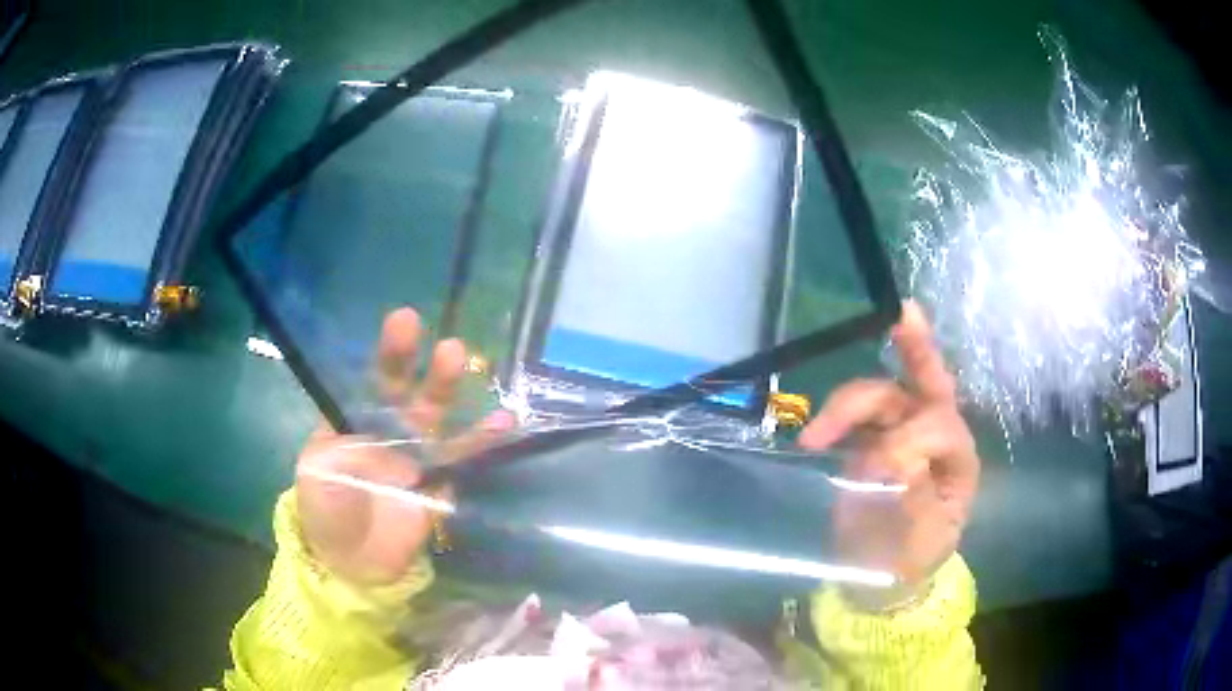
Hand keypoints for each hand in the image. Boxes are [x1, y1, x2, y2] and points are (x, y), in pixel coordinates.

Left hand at [295, 308, 514, 585]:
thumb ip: (341, 447)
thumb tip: (374, 427)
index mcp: (353, 422)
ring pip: (436, 417)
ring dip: (448, 390)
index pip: (370, 380)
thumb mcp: (318, 476)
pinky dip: (482, 441)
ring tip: (463, 362)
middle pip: (406, 392)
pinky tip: (504, 422)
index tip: (404, 321)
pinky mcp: (438, 483)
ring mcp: (414, 456)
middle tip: (445, 343)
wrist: (350, 564)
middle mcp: (386, 431)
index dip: (387, 354)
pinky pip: (461, 459)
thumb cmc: (324, 513)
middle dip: (421, 365)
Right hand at [800, 301, 978, 598]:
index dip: (908, 437)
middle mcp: (934, 437)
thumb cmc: (908, 563)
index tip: (874, 469)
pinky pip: (855, 416)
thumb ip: (916, 501)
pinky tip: (816, 432)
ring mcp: (900, 435)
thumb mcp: (921, 543)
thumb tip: (897, 459)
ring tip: (814, 436)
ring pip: (882, 395)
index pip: (940, 424)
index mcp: (957, 460)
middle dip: (914, 347)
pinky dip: (835, 415)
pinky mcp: (869, 443)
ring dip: (848, 404)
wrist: (877, 582)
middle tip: (899, 313)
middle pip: (923, 386)